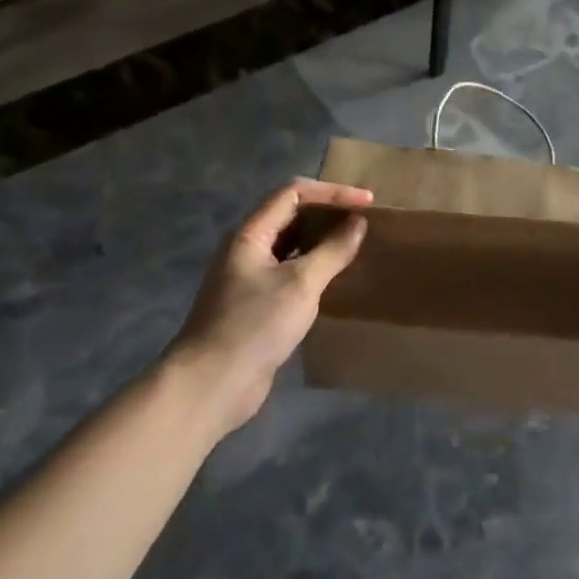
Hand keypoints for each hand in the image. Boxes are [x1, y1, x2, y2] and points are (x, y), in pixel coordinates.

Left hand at [172, 178, 371, 434]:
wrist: (211, 385)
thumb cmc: (254, 326)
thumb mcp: (301, 284)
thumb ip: (332, 251)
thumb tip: (357, 223)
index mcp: (250, 234)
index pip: (293, 193)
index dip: (331, 192)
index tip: (367, 202)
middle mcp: (247, 249)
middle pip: (290, 215)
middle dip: (328, 213)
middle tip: (365, 220)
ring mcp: (250, 278)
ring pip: (291, 246)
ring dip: (323, 240)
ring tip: (357, 244)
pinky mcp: (257, 305)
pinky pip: (291, 273)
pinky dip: (315, 267)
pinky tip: (337, 278)